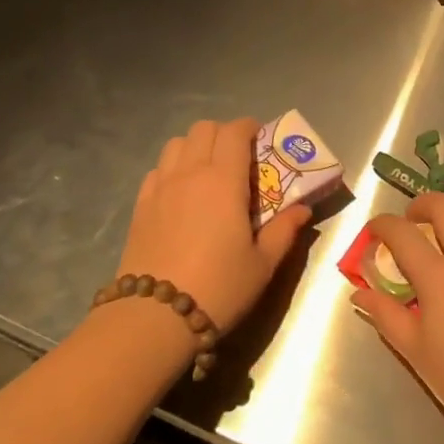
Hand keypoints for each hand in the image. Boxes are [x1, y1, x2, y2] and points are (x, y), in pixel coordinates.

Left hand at [117, 118, 310, 330]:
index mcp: (223, 180)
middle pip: (203, 129)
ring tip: (209, 172)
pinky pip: (158, 169)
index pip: (234, 131)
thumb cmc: (219, 287)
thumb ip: (285, 231)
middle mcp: (190, 173)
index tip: (261, 140)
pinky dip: (173, 169)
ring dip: (196, 147)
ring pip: (176, 144)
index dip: (249, 127)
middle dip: (224, 134)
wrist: (155, 316)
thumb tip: (303, 209)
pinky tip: (182, 194)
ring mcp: (160, 187)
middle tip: (239, 158)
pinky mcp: (140, 206)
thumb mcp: (263, 264)